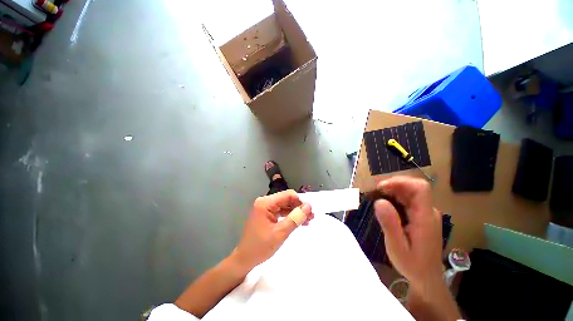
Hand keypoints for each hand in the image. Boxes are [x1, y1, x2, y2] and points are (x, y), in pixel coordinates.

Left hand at [233, 190, 313, 269]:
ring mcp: (265, 208)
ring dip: (296, 212)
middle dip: (299, 207)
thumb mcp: (280, 233)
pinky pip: (281, 211)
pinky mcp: (267, 214)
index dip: (300, 201)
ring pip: (285, 205)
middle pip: (286, 199)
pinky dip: (290, 216)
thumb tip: (308, 206)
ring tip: (308, 220)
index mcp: (265, 203)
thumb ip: (295, 218)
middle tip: (311, 217)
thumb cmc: (260, 247)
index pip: (287, 195)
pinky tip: (299, 222)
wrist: (245, 260)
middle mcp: (265, 202)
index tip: (310, 211)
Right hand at [373, 177, 442, 293]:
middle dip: (393, 185)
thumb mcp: (397, 247)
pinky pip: (409, 199)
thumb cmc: (412, 265)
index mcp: (425, 218)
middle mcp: (428, 211)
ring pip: (410, 192)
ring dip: (393, 190)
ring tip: (377, 197)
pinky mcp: (422, 215)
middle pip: (413, 187)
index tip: (381, 188)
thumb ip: (390, 224)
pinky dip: (395, 197)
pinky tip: (386, 204)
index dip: (400, 182)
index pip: (420, 188)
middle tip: (375, 193)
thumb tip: (379, 201)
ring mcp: (426, 213)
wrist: (427, 277)